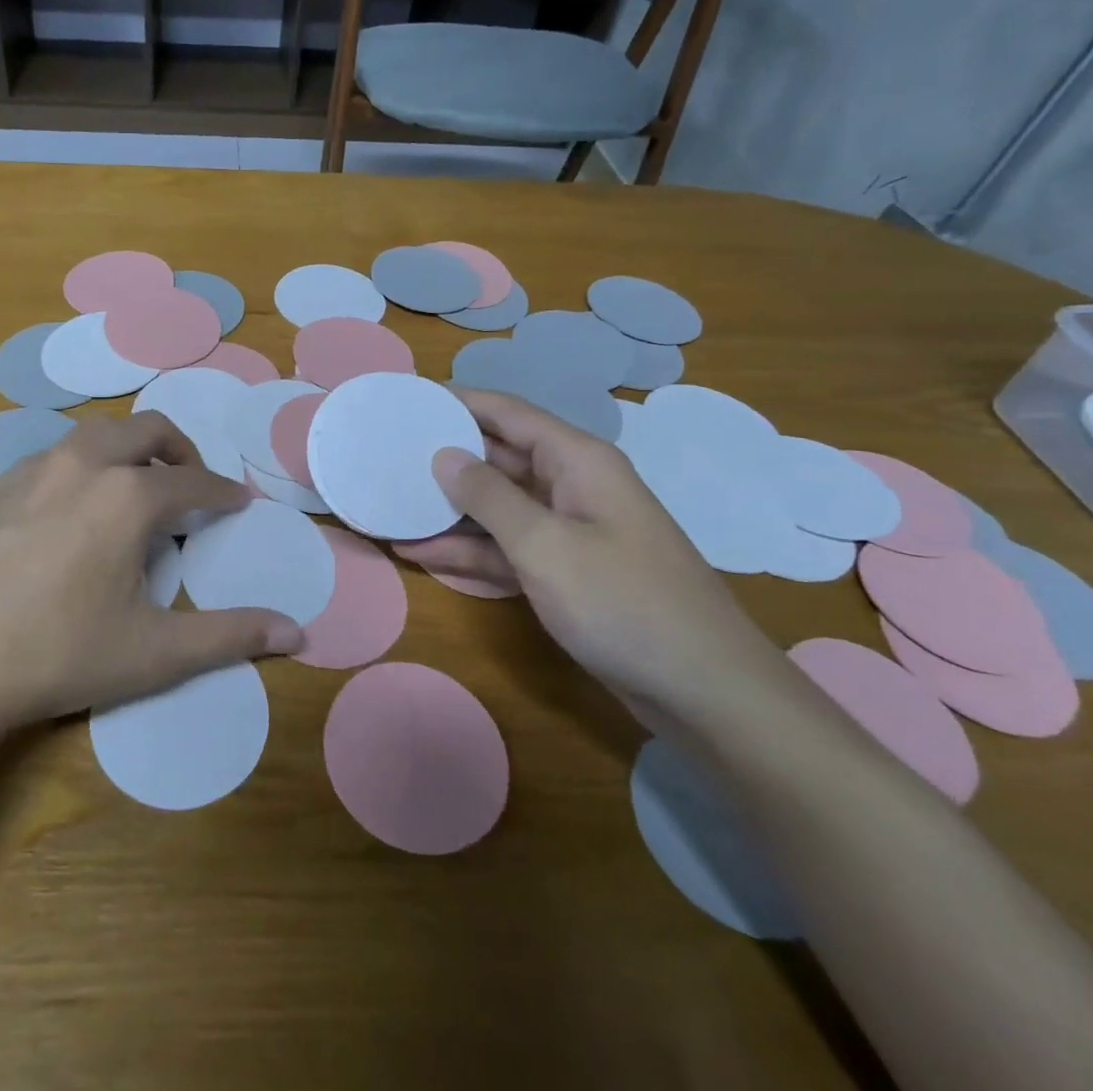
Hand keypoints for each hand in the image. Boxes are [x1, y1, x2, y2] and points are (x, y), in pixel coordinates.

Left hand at [0, 413, 303, 737]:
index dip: (224, 493)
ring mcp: (32, 469)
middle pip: (147, 430)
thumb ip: (229, 636)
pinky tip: (72, 511)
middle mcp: (83, 464)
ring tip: (135, 490)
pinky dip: (83, 466)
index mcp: (128, 496)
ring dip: (129, 451)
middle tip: (192, 485)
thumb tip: (298, 633)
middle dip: (180, 451)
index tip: (239, 502)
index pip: (195, 483)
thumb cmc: (57, 656)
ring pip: (96, 435)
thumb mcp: (153, 652)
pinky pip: (54, 457)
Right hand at [394, 388, 791, 720]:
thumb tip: (444, 456)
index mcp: (577, 461)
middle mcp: (572, 486)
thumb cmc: (622, 602)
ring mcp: (570, 532)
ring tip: (393, 511)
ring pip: (498, 509)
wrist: (705, 692)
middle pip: (498, 459)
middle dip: (445, 461)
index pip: (507, 413)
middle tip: (388, 458)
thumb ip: (488, 496)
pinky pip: (509, 549)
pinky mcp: (566, 573)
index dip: (458, 402)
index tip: (409, 400)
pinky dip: (471, 552)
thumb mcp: (545, 544)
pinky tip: (423, 556)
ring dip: (450, 513)